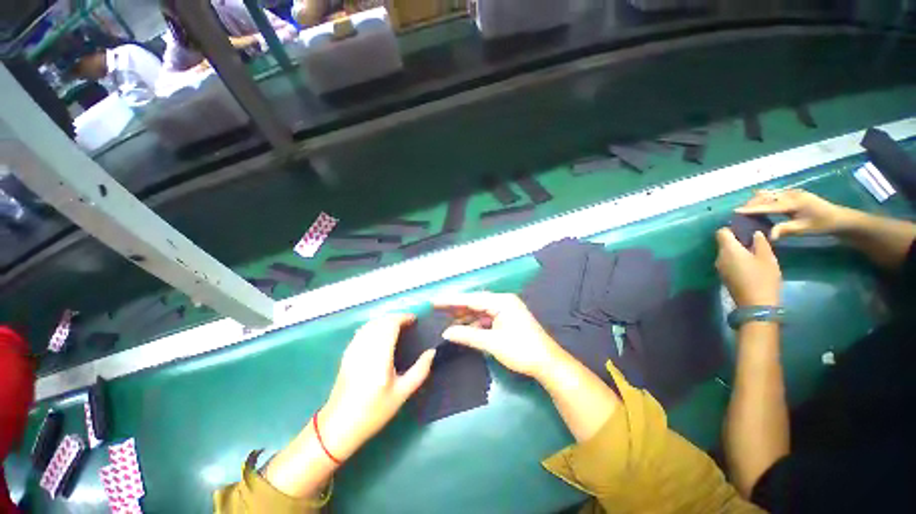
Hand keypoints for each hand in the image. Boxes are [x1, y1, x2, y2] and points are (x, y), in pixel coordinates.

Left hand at [320, 314, 434, 460]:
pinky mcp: (347, 353)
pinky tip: (380, 333)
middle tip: (409, 323)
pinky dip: (374, 326)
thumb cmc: (374, 411)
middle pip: (380, 321)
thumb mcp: (402, 393)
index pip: (390, 325)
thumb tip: (432, 352)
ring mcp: (353, 349)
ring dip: (385, 320)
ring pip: (370, 324)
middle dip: (395, 317)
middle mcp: (365, 348)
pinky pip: (362, 331)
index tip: (415, 320)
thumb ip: (420, 370)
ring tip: (397, 326)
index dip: (403, 318)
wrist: (339, 426)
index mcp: (380, 356)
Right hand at [434, 292, 562, 379]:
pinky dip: (475, 324)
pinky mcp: (507, 320)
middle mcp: (503, 302)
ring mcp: (506, 311)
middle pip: (475, 303)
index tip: (434, 301)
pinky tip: (463, 329)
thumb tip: (446, 333)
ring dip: (465, 317)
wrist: (547, 363)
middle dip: (456, 307)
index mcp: (501, 301)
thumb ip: (467, 335)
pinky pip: (486, 319)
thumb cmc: (521, 350)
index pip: (471, 299)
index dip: (451, 300)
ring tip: (446, 320)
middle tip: (437, 309)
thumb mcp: (492, 343)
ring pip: (480, 311)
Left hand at [716, 229, 781, 306]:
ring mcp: (719, 267)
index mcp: (728, 250)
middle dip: (736, 239)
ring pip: (726, 253)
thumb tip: (755, 233)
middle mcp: (719, 257)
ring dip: (737, 250)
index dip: (731, 228)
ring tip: (754, 250)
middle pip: (723, 242)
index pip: (721, 232)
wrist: (755, 304)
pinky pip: (727, 262)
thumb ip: (760, 242)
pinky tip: (750, 262)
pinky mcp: (723, 276)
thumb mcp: (767, 257)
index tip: (745, 228)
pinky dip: (736, 259)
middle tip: (753, 239)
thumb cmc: (763, 278)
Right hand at [736, 189, 853, 239]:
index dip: (751, 209)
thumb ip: (785, 230)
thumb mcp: (804, 229)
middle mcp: (791, 194)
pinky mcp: (793, 193)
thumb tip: (768, 236)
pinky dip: (764, 198)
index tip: (736, 211)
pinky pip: (774, 193)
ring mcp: (792, 192)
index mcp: (793, 203)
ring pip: (769, 193)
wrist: (839, 218)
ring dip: (757, 200)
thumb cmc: (822, 225)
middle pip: (766, 197)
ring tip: (747, 208)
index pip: (768, 206)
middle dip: (752, 203)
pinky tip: (760, 203)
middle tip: (740, 212)